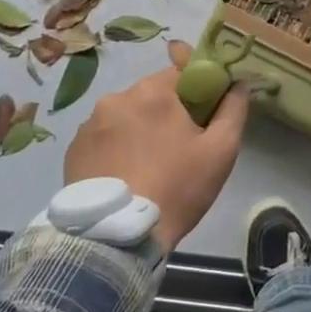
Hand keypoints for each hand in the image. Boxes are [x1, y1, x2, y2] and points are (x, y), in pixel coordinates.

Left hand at [62, 40, 248, 253]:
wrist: (118, 238)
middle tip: (177, 149)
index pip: (181, 73)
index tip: (201, 119)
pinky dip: (114, 149)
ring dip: (137, 130)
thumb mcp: (221, 150)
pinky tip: (123, 176)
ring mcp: (89, 124)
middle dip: (165, 114)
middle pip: (151, 95)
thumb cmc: (177, 188)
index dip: (195, 93)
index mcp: (153, 90)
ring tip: (146, 167)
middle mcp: (116, 98)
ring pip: (125, 116)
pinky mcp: (72, 149)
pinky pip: (102, 138)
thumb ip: (233, 108)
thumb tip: (238, 83)